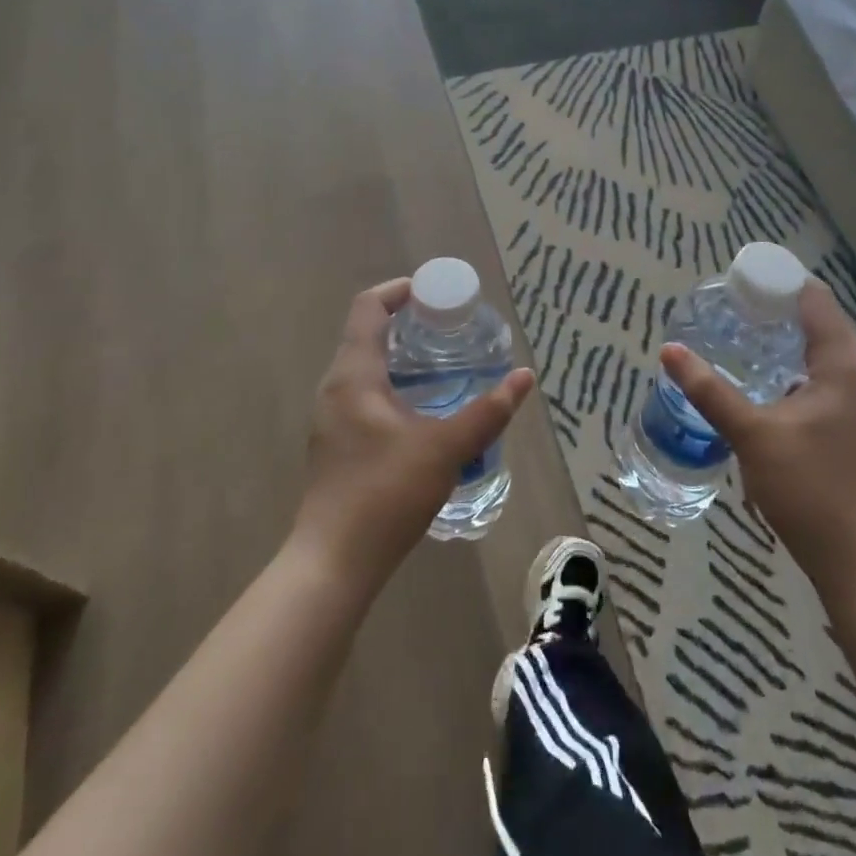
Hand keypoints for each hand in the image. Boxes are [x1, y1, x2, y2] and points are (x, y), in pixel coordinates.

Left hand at [291, 278, 534, 590]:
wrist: (333, 564)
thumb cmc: (384, 494)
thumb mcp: (444, 449)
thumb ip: (486, 413)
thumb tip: (523, 378)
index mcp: (354, 375)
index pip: (368, 308)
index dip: (399, 291)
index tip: (435, 294)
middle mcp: (335, 388)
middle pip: (367, 335)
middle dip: (408, 325)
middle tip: (450, 330)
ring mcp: (331, 418)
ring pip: (366, 369)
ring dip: (401, 359)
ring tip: (444, 368)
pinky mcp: (335, 445)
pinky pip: (364, 396)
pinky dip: (393, 388)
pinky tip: (424, 413)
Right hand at [660, 280, 855, 585]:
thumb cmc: (809, 488)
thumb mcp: (752, 435)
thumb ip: (710, 390)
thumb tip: (670, 350)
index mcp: (843, 367)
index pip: (815, 301)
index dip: (779, 283)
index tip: (741, 279)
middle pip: (821, 325)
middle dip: (778, 312)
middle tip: (732, 308)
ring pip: (824, 356)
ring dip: (787, 343)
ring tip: (742, 339)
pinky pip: (826, 382)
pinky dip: (796, 371)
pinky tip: (766, 387)